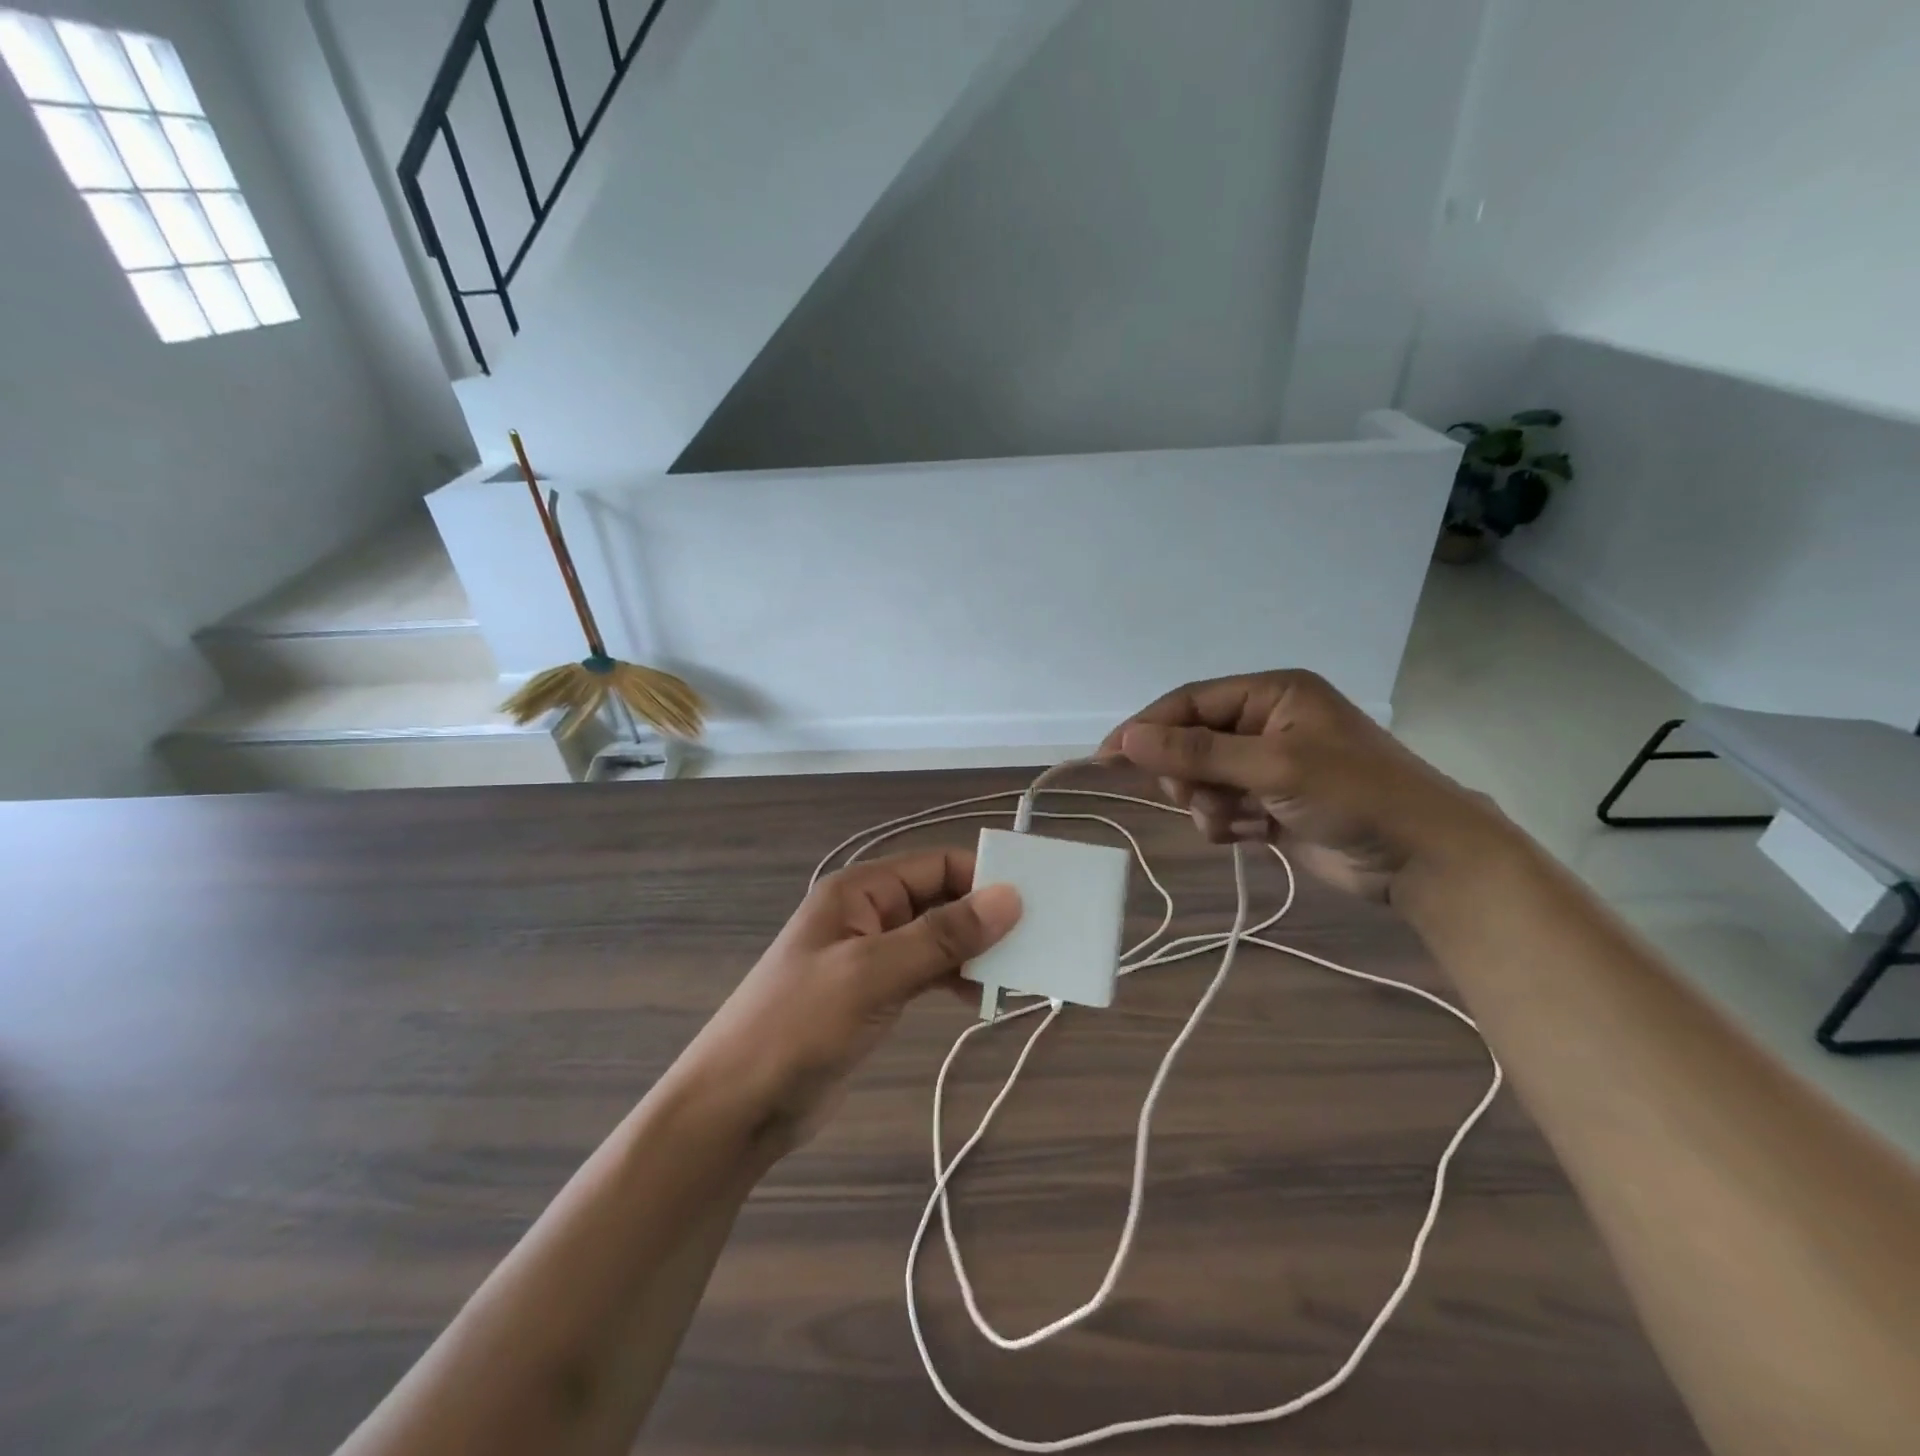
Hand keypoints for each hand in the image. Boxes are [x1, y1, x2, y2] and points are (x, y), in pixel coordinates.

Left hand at [674, 849, 1020, 1151]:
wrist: (738, 1105)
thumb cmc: (800, 1024)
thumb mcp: (874, 973)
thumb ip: (943, 936)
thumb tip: (1011, 898)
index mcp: (861, 891)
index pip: (938, 865)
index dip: (985, 879)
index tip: (1035, 905)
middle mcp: (868, 913)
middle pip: (941, 899)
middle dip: (985, 918)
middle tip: (1038, 943)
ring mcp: (870, 955)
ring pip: (937, 937)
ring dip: (975, 952)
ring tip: (1019, 976)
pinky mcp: (874, 994)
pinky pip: (926, 971)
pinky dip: (956, 979)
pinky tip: (982, 999)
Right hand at [1101, 670, 1498, 901]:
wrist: (1424, 860)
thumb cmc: (1355, 795)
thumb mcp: (1274, 767)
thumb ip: (1198, 752)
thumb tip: (1127, 738)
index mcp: (1271, 694)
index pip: (1190, 702)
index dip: (1147, 727)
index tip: (1107, 757)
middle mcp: (1266, 723)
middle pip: (1191, 742)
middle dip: (1188, 774)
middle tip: (1196, 796)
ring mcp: (1268, 767)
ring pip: (1202, 780)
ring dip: (1207, 804)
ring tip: (1237, 821)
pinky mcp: (1271, 805)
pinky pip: (1221, 808)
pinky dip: (1225, 824)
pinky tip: (1253, 836)